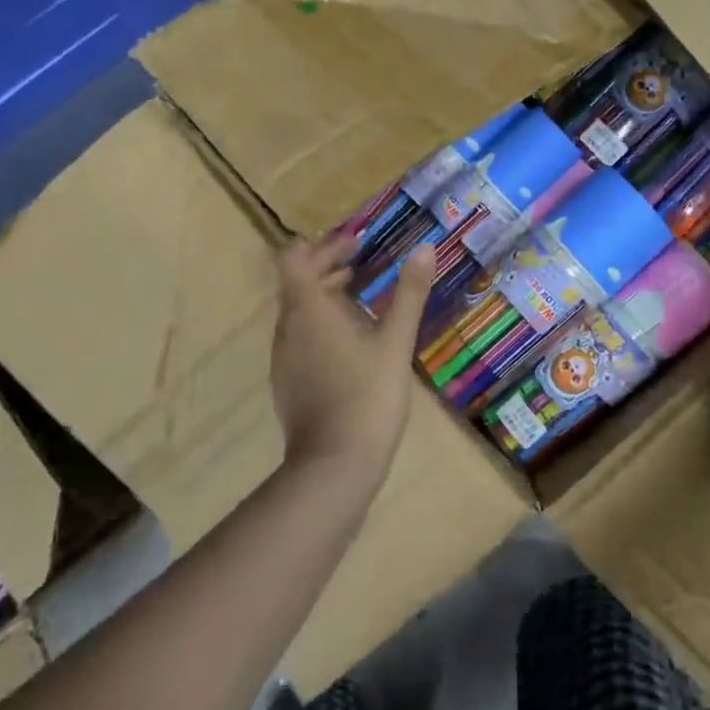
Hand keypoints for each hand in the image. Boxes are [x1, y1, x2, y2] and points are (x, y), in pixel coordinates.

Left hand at [270, 231, 436, 482]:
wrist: (334, 466)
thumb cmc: (368, 396)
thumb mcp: (395, 342)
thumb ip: (409, 293)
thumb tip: (426, 248)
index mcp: (308, 310)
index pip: (295, 259)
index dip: (322, 244)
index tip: (354, 243)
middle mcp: (287, 328)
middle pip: (296, 282)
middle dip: (326, 265)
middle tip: (360, 261)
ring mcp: (283, 358)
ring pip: (297, 311)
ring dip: (323, 294)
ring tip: (358, 294)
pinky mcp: (287, 382)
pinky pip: (298, 337)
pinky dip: (319, 323)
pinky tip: (349, 339)